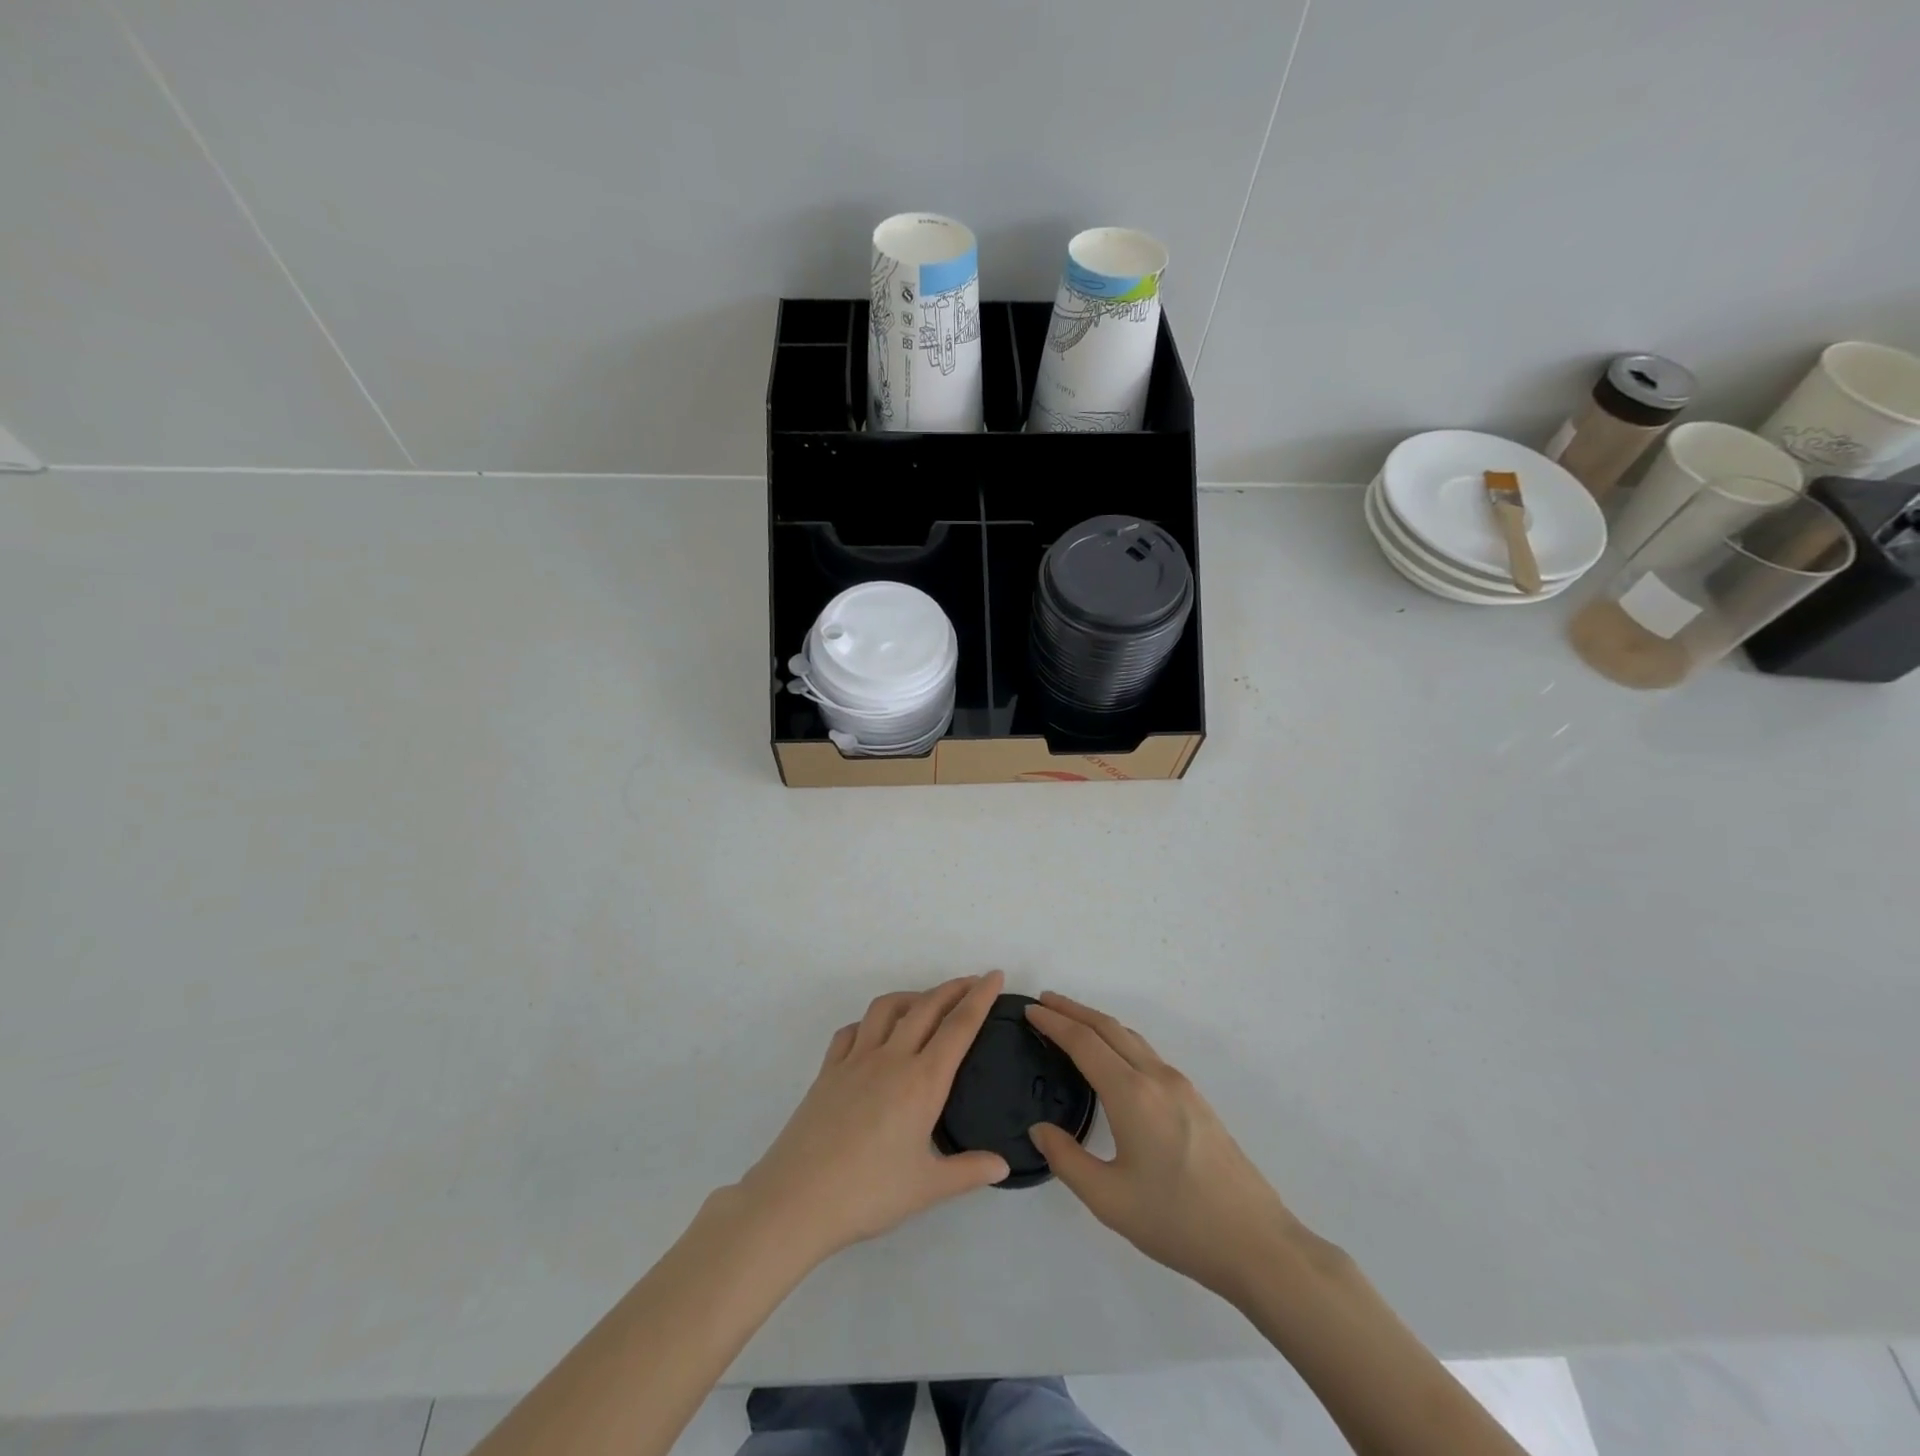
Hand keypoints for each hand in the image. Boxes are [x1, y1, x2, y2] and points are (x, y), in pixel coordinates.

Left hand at [735, 972, 1009, 1263]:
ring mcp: (855, 1060)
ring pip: (886, 1009)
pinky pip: (852, 1031)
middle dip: (953, 989)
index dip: (979, 998)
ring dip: (911, 996)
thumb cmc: (868, 1194)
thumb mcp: (927, 1189)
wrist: (796, 1199)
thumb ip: (968, 1171)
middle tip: (972, 981)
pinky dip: (869, 1022)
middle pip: (926, 1007)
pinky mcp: (828, 1070)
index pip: (958, 1027)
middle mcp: (891, 1058)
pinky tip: (874, 1034)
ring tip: (925, 1003)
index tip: (994, 976)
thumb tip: (1003, 1165)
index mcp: (922, 1082)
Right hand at [1027, 993, 1297, 1301]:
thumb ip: (1067, 1160)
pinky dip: (1118, 1041)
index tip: (1030, 1010)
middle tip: (1044, 1001)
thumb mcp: (1109, 1200)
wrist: (1256, 1243)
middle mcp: (1156, 1077)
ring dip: (1097, 1023)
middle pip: (1108, 1028)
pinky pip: (1146, 1053)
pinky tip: (1112, 1059)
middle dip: (1073, 1010)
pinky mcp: (1195, 1100)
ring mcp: (1180, 1086)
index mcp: (1132, 1094)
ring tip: (1071, 1022)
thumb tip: (1039, 1129)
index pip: (1084, 1043)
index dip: (1054, 1023)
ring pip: (1131, 1038)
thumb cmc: (1177, 1222)